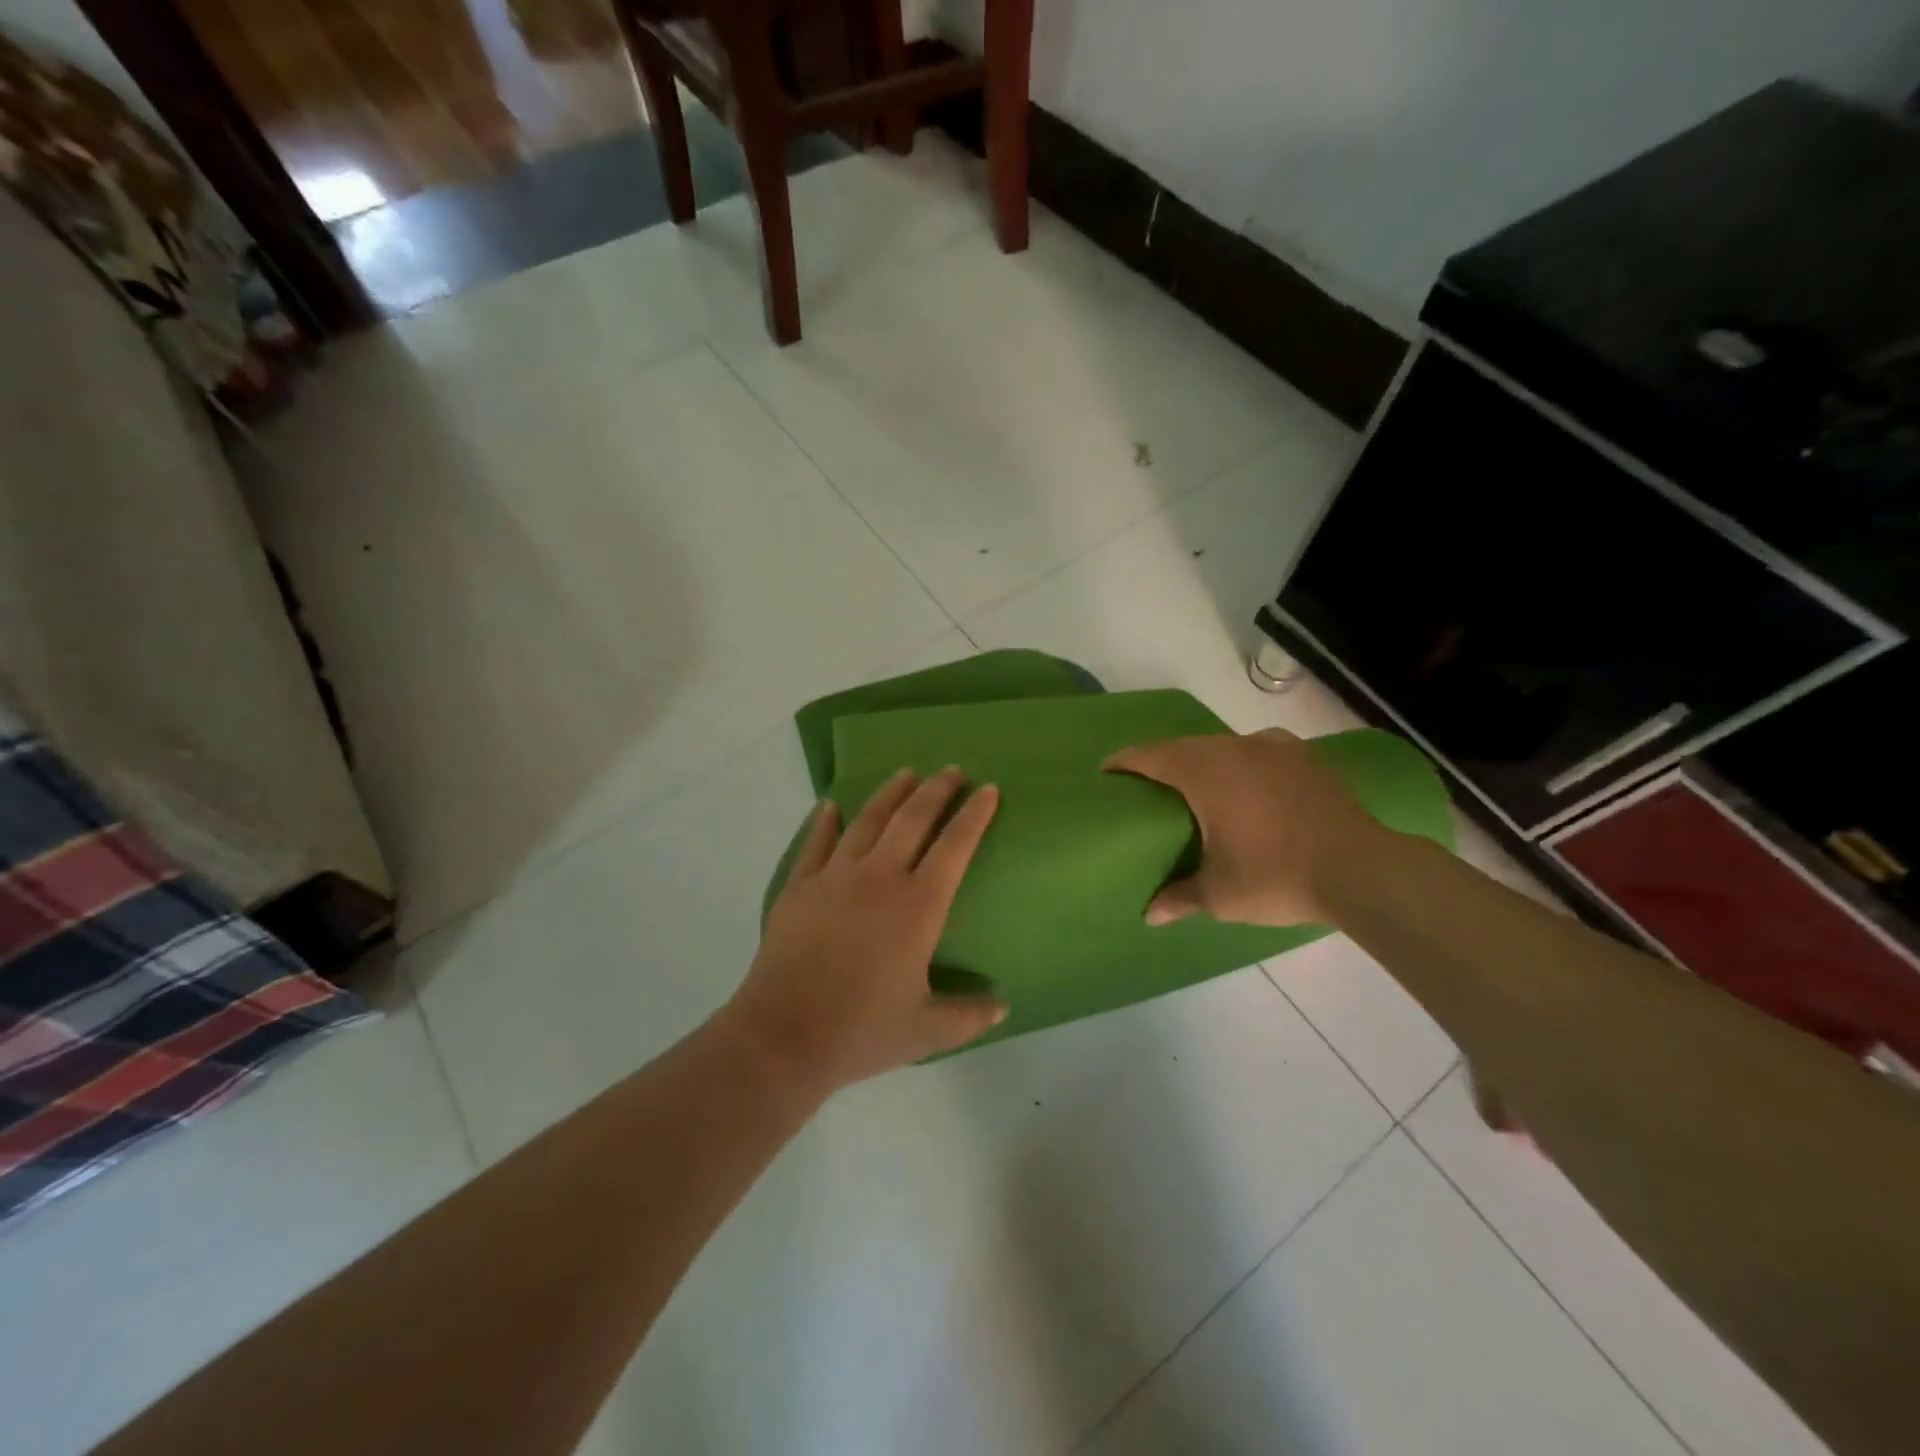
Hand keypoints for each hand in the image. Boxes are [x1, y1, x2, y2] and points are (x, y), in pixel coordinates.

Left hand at [724, 768, 1005, 1099]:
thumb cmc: (861, 1031)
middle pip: (912, 819)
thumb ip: (969, 1015)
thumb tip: (1003, 1005)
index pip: (955, 846)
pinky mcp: (799, 886)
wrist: (783, 1037)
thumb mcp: (926, 1031)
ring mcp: (834, 877)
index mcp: (918, 906)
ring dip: (889, 794)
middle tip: (951, 770)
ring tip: (905, 774)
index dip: (974, 815)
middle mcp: (879, 878)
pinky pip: (816, 842)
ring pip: (867, 820)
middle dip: (936, 790)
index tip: (987, 789)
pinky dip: (825, 820)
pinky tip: (830, 805)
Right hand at [1104, 728, 1383, 928]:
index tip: (1106, 773)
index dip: (1123, 762)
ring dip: (1202, 762)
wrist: (1363, 869)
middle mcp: (1236, 747)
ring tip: (1195, 788)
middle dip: (1161, 762)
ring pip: (1222, 746)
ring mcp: (1275, 747)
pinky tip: (1246, 787)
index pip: (1150, 755)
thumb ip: (1179, 898)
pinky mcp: (1305, 757)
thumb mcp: (1220, 895)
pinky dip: (1239, 765)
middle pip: (1184, 747)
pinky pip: (1256, 752)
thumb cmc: (1277, 876)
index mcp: (1205, 771)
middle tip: (1146, 787)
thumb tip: (1149, 915)